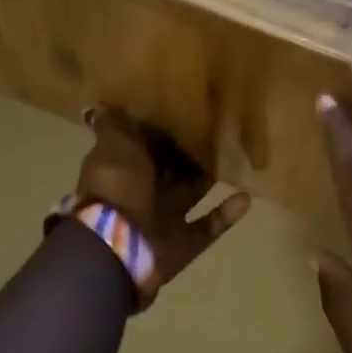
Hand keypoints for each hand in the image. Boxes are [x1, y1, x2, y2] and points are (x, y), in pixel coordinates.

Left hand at [74, 107, 250, 291]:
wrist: (116, 247)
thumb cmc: (117, 187)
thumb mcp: (113, 145)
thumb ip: (115, 125)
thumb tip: (105, 106)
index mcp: (124, 167)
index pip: (146, 144)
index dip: (163, 130)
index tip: (188, 110)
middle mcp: (143, 192)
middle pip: (172, 169)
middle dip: (190, 153)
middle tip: (220, 131)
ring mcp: (164, 219)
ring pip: (192, 193)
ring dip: (210, 178)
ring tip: (236, 158)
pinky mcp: (183, 243)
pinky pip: (209, 226)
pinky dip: (226, 214)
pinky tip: (245, 197)